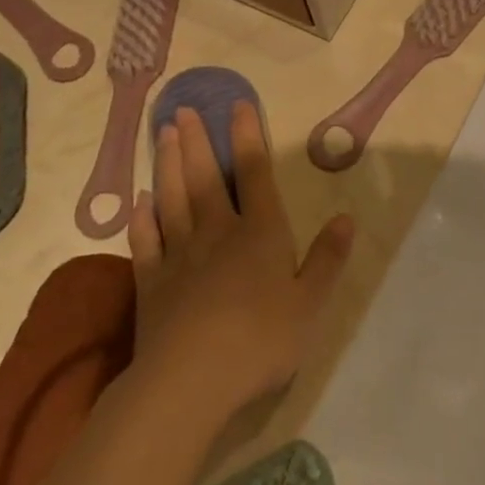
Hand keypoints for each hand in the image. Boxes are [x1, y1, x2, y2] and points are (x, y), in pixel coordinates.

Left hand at [126, 102, 351, 422]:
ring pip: (172, 199)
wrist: (190, 381)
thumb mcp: (310, 304)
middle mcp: (217, 233)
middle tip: (182, 109)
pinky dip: (141, 218)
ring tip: (163, 135)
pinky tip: (139, 201)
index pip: (255, 174)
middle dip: (197, 141)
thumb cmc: (261, 340)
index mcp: (260, 234)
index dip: (248, 136)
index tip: (238, 104)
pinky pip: (145, 241)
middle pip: (206, 178)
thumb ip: (327, 259)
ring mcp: (179, 256)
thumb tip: (346, 218)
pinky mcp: (151, 283)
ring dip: (168, 165)